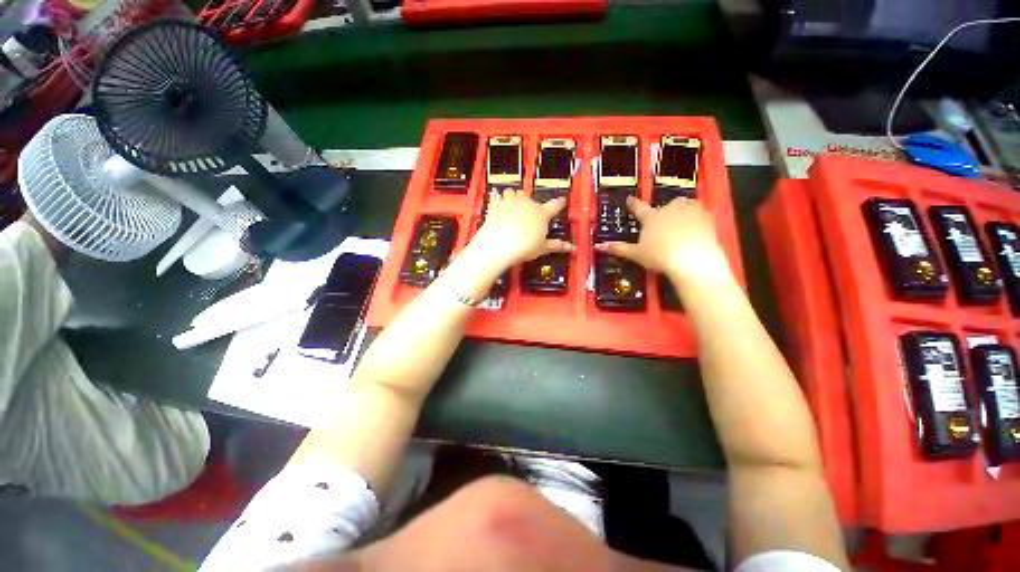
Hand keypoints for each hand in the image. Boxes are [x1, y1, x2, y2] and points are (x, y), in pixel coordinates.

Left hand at [469, 189, 573, 269]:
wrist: (499, 244)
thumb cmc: (523, 247)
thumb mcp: (542, 248)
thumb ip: (557, 246)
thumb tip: (571, 248)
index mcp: (541, 214)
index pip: (555, 205)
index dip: (559, 203)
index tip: (561, 201)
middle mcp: (527, 203)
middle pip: (531, 198)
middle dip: (530, 205)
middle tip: (528, 216)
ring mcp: (511, 201)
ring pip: (514, 192)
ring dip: (514, 197)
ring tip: (512, 206)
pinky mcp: (496, 203)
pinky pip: (496, 195)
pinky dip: (497, 196)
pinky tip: (496, 198)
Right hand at [594, 196, 730, 284]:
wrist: (693, 259)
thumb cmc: (659, 256)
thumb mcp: (636, 254)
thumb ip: (618, 248)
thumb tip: (597, 246)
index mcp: (651, 217)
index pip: (638, 208)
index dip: (632, 204)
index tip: (629, 198)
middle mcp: (670, 209)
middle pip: (666, 206)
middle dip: (665, 213)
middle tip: (665, 226)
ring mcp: (690, 210)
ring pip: (684, 206)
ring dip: (682, 213)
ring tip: (682, 227)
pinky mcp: (707, 216)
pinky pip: (700, 214)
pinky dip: (697, 220)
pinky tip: (697, 231)